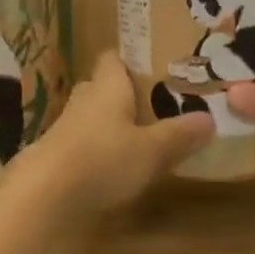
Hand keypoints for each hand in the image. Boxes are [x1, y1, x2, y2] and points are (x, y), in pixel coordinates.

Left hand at [14, 53, 213, 218]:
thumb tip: (210, 118)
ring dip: (109, 124)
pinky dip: (97, 150)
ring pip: (92, 116)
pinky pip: (82, 142)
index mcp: (107, 85)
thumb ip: (179, 135)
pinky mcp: (56, 155)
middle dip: (123, 94)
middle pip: (103, 86)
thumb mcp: (151, 151)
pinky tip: (113, 167)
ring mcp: (66, 126)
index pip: (113, 58)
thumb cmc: (103, 158)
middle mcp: (85, 98)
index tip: (152, 67)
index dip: (129, 60)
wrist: (44, 195)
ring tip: (138, 136)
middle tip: (154, 105)